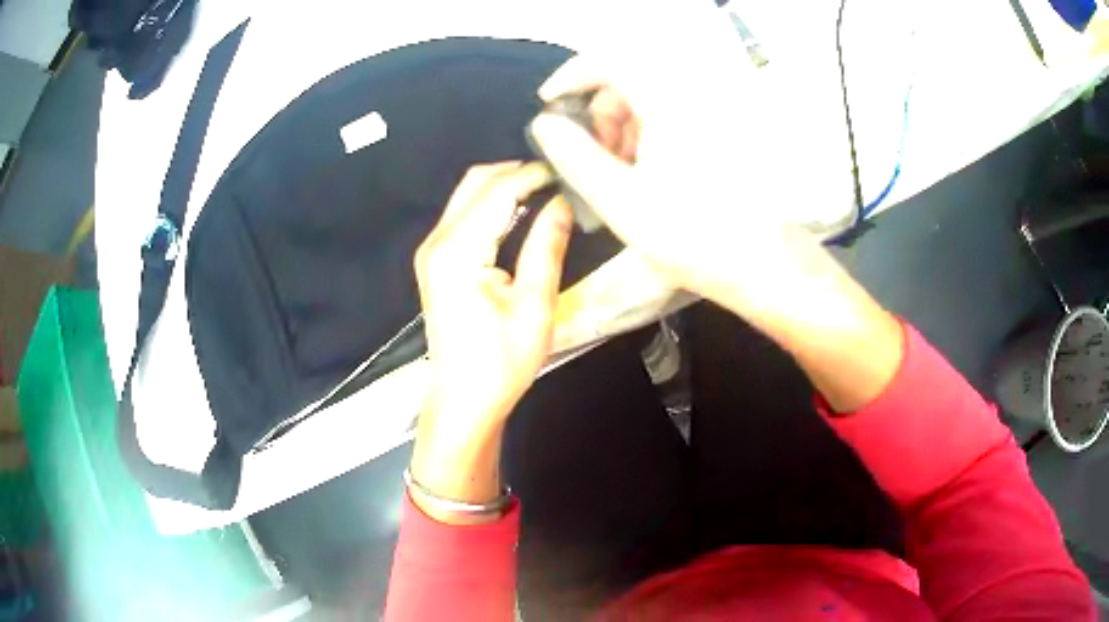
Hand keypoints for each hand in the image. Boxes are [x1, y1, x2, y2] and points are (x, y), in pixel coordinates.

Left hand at [409, 162, 572, 521]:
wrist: (462, 399)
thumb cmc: (501, 362)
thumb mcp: (535, 306)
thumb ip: (547, 246)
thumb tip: (564, 203)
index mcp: (459, 251)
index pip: (498, 191)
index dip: (534, 175)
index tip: (569, 170)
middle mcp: (437, 242)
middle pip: (475, 183)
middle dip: (516, 173)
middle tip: (558, 179)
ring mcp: (431, 250)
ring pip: (467, 195)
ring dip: (504, 187)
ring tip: (546, 191)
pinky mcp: (434, 261)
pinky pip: (462, 215)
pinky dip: (491, 205)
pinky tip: (520, 213)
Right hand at [528, 46, 856, 319]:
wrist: (762, 265)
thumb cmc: (692, 236)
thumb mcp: (620, 200)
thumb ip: (574, 156)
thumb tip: (544, 123)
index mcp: (670, 104)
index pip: (609, 61)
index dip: (571, 76)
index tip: (549, 105)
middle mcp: (694, 98)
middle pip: (629, 81)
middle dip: (600, 112)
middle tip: (593, 156)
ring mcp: (712, 115)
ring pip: (650, 100)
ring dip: (623, 127)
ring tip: (621, 174)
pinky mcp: (722, 134)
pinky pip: (672, 117)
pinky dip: (648, 136)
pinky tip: (648, 174)